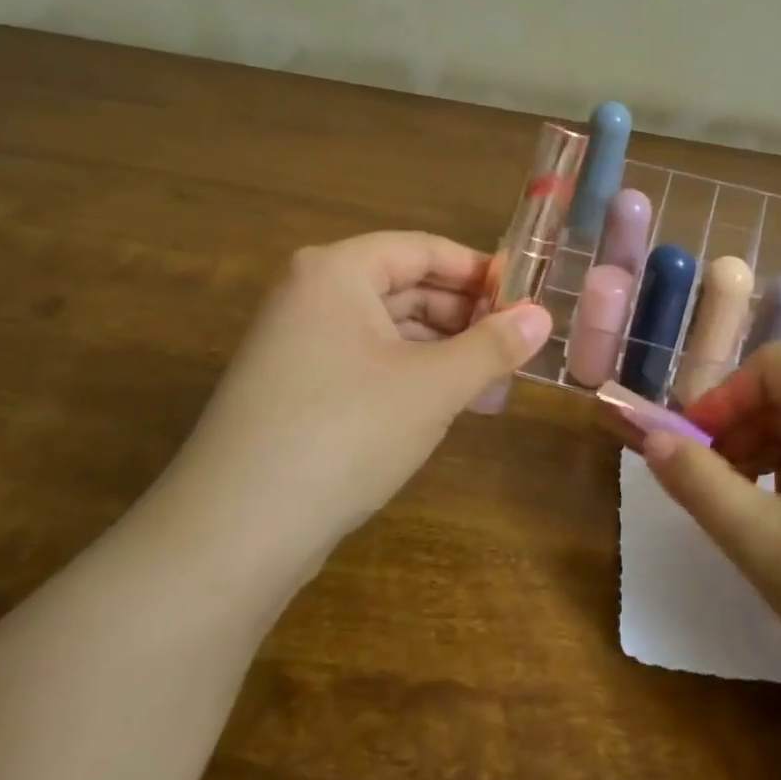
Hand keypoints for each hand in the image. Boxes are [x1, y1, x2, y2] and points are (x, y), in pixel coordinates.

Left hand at [159, 232, 550, 571]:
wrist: (237, 530)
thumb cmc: (345, 432)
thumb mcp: (433, 386)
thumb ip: (492, 346)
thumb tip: (543, 317)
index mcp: (335, 272)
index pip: (422, 249)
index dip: (479, 271)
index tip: (527, 300)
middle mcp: (311, 296)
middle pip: (405, 287)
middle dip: (464, 318)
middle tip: (515, 350)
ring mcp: (298, 344)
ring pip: (388, 331)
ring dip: (442, 353)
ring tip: (491, 386)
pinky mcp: (296, 389)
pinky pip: (367, 364)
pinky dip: (410, 377)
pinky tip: (447, 406)